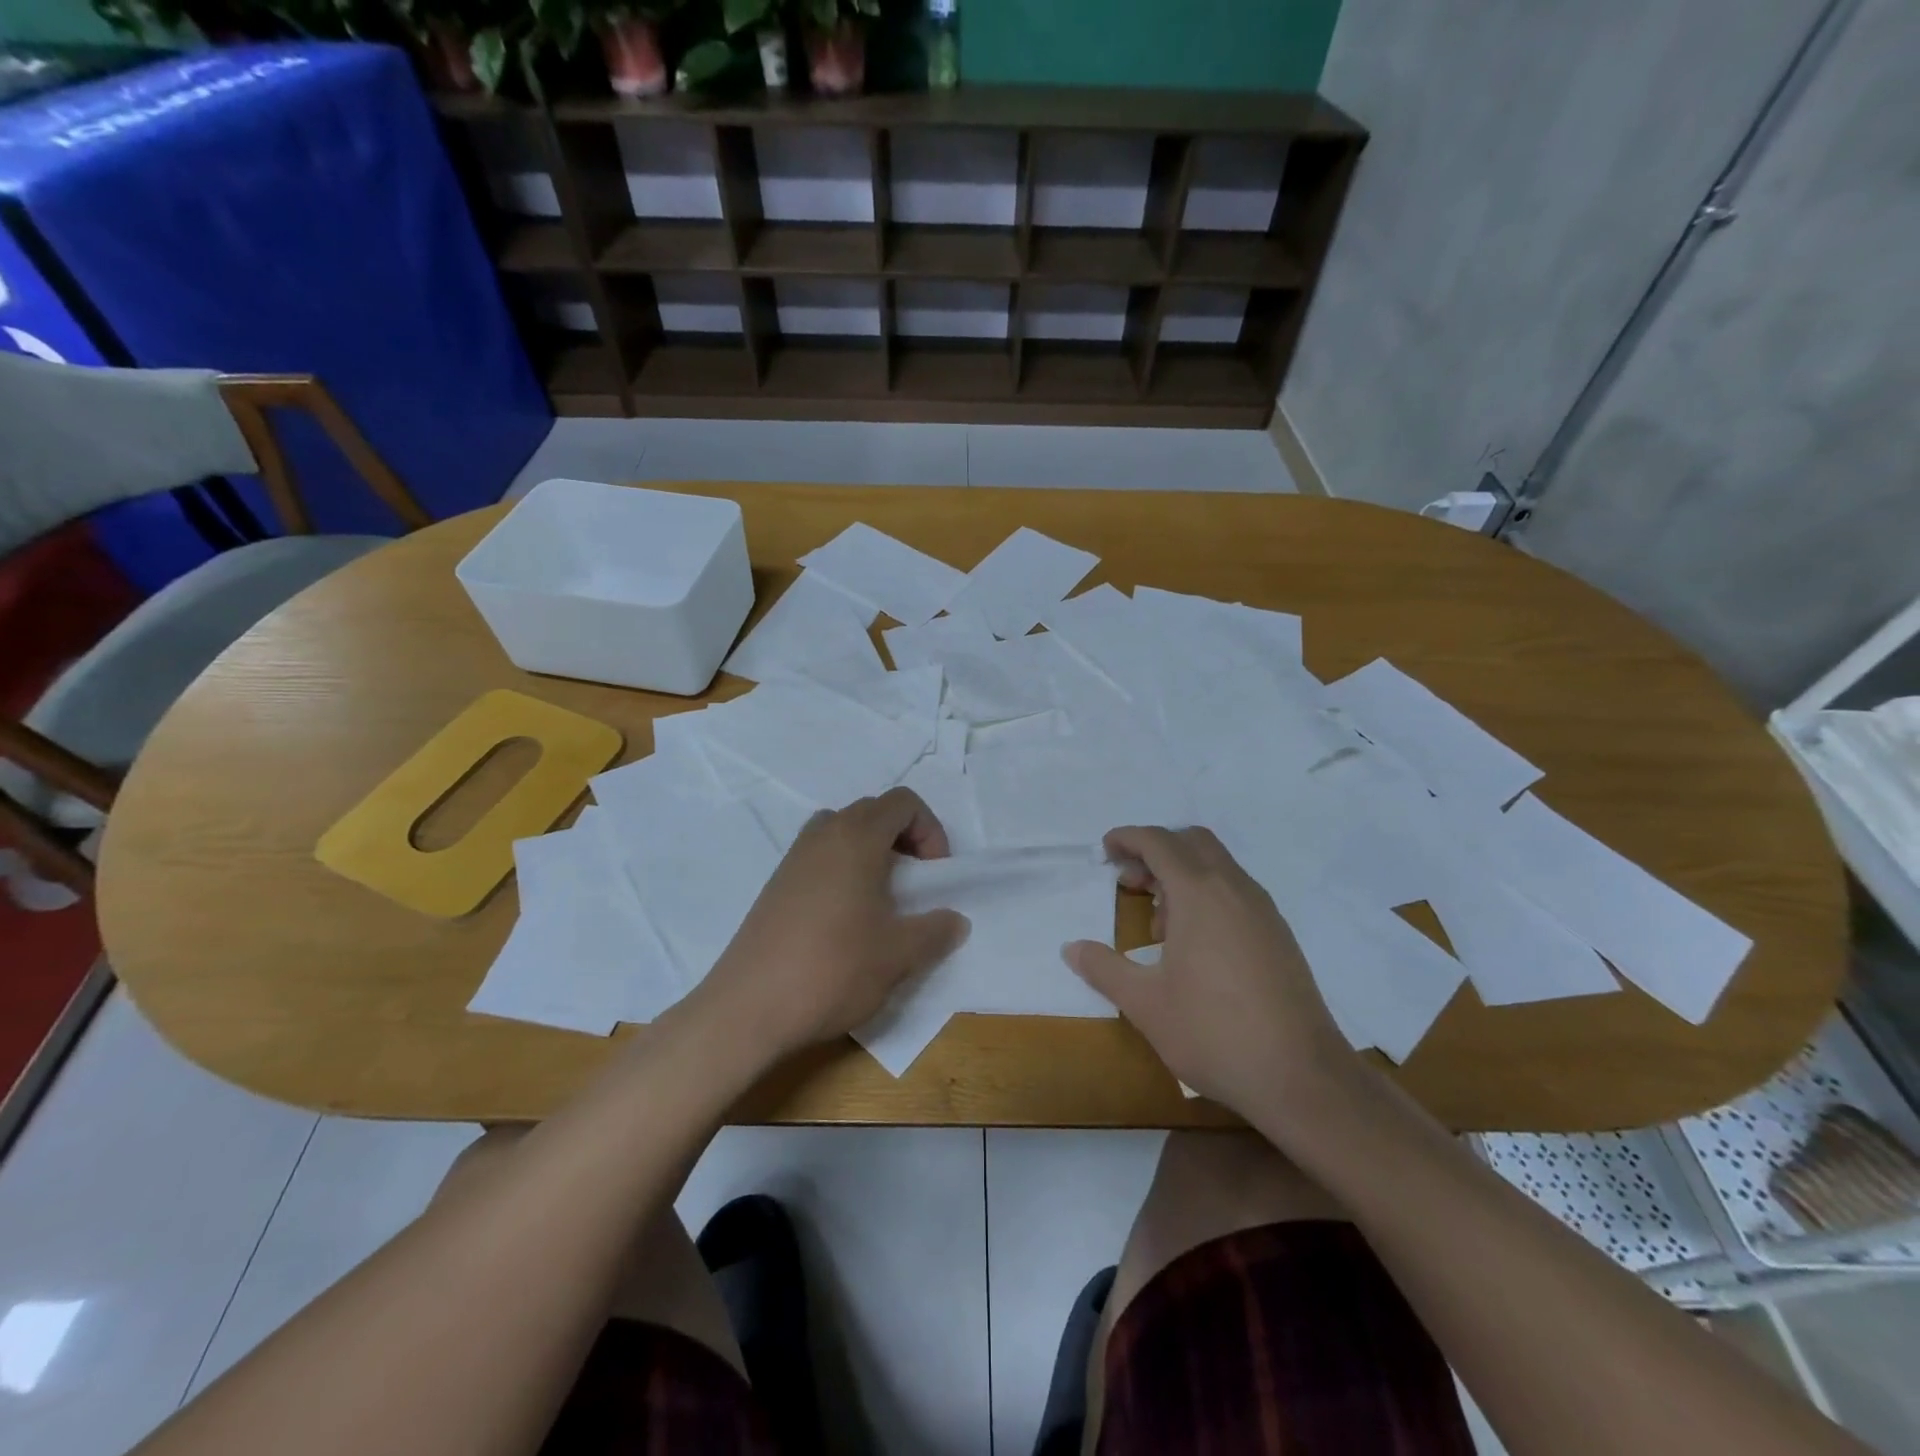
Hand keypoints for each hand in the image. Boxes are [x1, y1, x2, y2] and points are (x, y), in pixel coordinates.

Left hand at [696, 787, 969, 1061]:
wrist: (747, 1009)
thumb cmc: (833, 969)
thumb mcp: (899, 955)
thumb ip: (936, 931)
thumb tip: (955, 920)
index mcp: (856, 838)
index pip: (902, 802)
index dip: (930, 830)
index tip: (935, 874)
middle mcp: (822, 836)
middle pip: (872, 810)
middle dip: (903, 837)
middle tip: (915, 883)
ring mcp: (793, 859)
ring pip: (841, 831)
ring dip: (870, 851)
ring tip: (881, 897)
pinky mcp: (775, 885)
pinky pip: (819, 856)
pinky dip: (842, 869)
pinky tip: (845, 918)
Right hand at [1063, 825, 1353, 1115]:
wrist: (1303, 1077)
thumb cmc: (1213, 1032)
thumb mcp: (1145, 1004)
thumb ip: (1104, 969)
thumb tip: (1071, 948)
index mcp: (1199, 893)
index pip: (1159, 842)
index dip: (1128, 838)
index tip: (1105, 851)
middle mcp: (1234, 889)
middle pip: (1192, 842)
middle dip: (1156, 851)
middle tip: (1129, 882)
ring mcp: (1263, 911)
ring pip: (1217, 866)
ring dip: (1182, 875)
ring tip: (1158, 924)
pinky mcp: (1279, 935)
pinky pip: (1235, 892)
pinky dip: (1207, 895)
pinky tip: (1194, 945)